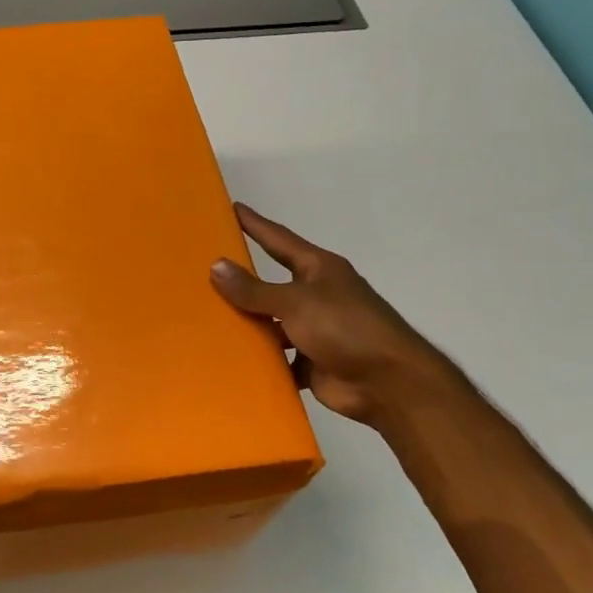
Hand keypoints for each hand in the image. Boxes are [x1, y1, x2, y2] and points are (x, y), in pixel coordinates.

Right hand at [210, 203, 439, 422]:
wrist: (388, 383)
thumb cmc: (345, 328)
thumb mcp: (295, 302)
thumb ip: (254, 289)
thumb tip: (216, 265)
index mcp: (318, 270)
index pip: (279, 240)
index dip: (256, 224)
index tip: (232, 208)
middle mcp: (317, 296)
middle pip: (271, 285)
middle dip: (242, 281)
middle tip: (204, 271)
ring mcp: (315, 330)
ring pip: (272, 324)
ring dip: (248, 325)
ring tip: (207, 320)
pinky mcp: (311, 362)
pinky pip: (277, 359)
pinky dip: (259, 361)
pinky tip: (230, 360)